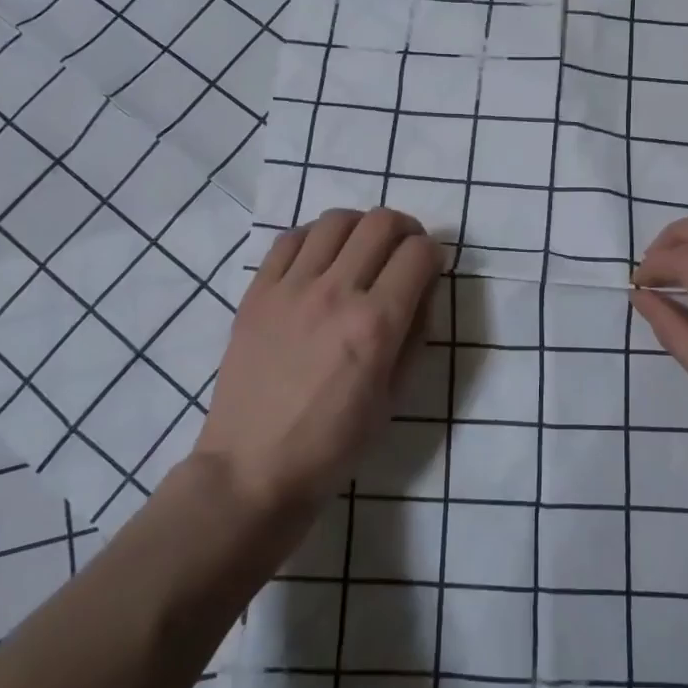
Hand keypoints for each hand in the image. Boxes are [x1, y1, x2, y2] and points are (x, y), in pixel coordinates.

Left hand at [193, 208, 442, 516]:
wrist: (253, 467)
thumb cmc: (333, 444)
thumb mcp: (395, 397)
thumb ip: (416, 333)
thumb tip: (422, 287)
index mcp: (376, 324)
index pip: (419, 253)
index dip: (434, 253)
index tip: (430, 268)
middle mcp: (336, 293)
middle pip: (380, 222)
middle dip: (405, 229)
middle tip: (402, 251)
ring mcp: (291, 288)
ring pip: (335, 220)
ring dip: (360, 227)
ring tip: (360, 250)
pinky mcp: (257, 292)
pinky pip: (289, 239)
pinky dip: (314, 237)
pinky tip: (319, 259)